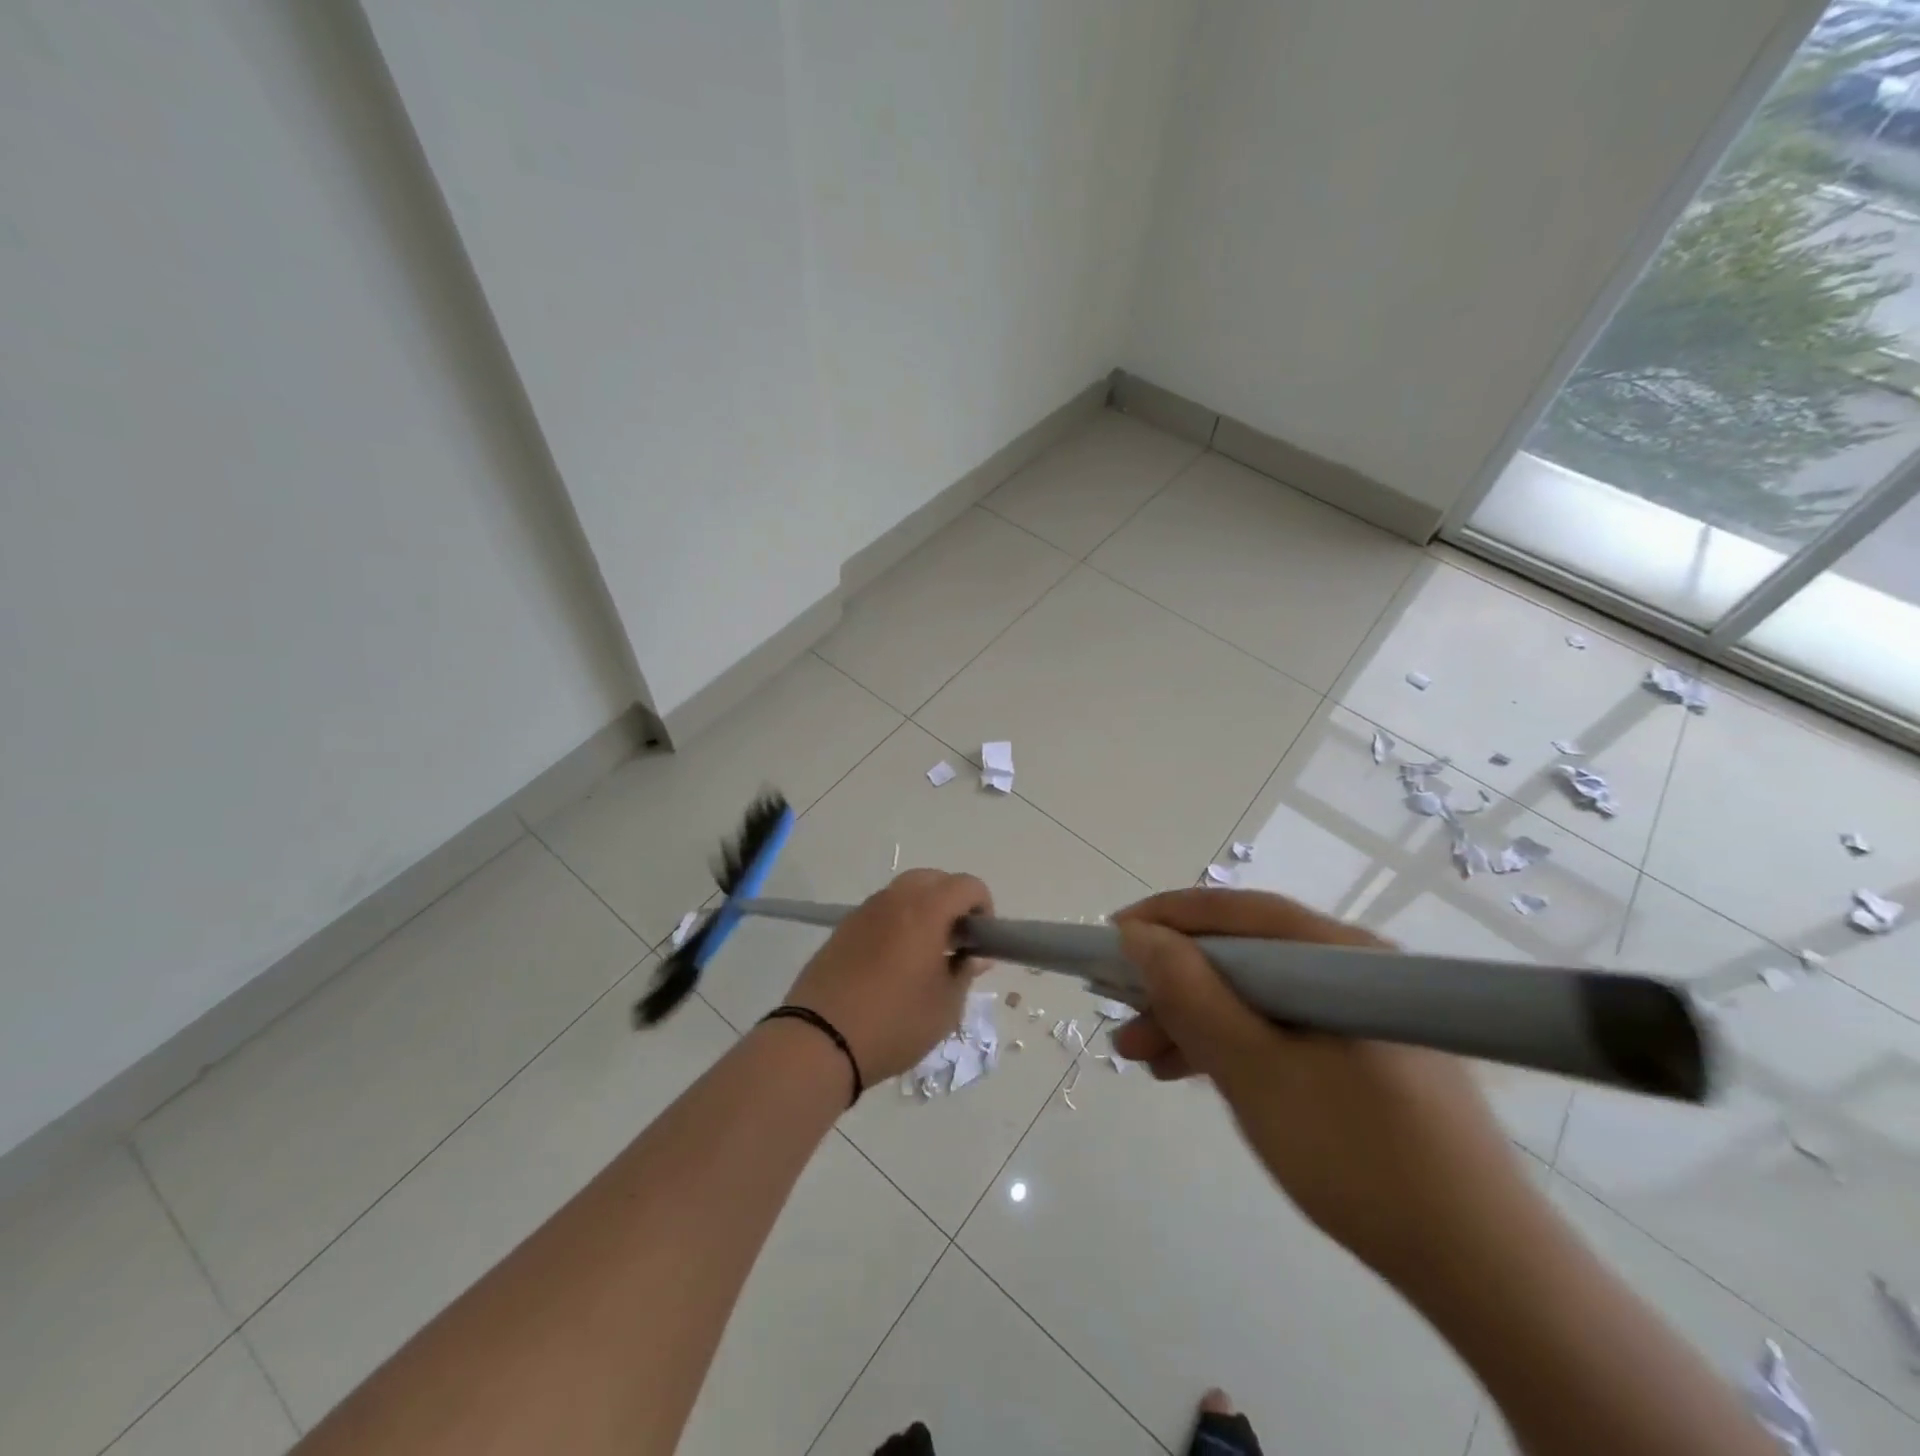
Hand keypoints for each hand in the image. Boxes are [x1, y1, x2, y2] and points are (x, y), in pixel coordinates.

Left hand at [782, 870, 993, 1085]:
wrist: (819, 1040)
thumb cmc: (894, 1023)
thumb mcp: (945, 1007)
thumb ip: (964, 973)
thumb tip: (975, 956)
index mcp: (926, 911)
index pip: (966, 885)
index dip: (983, 906)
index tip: (981, 940)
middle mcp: (894, 900)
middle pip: (933, 879)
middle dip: (952, 901)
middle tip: (955, 941)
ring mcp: (864, 912)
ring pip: (903, 892)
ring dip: (923, 909)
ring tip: (924, 953)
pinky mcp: (842, 928)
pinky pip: (880, 911)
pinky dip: (896, 922)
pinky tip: (893, 962)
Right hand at [1110, 889, 1526, 1283]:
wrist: (1482, 1271)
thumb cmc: (1358, 1155)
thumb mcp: (1255, 1070)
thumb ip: (1191, 994)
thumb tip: (1137, 935)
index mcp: (1339, 955)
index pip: (1237, 912)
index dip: (1166, 917)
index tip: (1111, 937)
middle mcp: (1350, 969)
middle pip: (1243, 955)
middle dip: (1173, 983)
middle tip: (1119, 1014)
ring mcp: (1357, 1015)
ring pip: (1255, 996)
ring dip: (1194, 1019)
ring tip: (1140, 1056)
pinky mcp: (1360, 1055)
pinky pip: (1278, 1030)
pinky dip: (1230, 1045)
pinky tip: (1188, 1071)